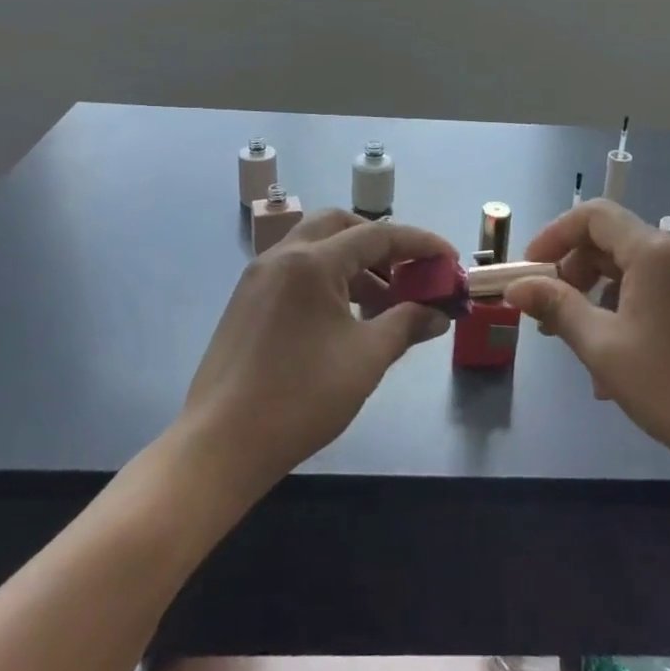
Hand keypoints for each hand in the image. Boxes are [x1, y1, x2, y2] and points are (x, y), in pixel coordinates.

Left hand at [180, 211, 454, 496]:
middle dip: (380, 242)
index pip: (377, 235)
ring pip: (316, 248)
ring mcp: (258, 277)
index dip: (419, 244)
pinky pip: (296, 271)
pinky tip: (343, 319)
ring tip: (382, 303)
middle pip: (340, 226)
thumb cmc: (301, 396)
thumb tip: (438, 314)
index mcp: (312, 262)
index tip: (449, 259)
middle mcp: (282, 256)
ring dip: (353, 264)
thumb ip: (406, 325)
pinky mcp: (246, 301)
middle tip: (408, 271)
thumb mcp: (366, 358)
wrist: (220, 444)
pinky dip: (327, 280)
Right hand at [507, 201, 669, 493]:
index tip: (529, 270)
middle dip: (573, 273)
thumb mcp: (603, 348)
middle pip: (612, 242)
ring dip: (599, 300)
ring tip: (584, 351)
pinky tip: (622, 364)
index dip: (553, 235)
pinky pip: (658, 293)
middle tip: (550, 314)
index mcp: (653, 251)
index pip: (592, 215)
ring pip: (634, 273)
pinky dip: (629, 313)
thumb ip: (557, 308)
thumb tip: (516, 286)